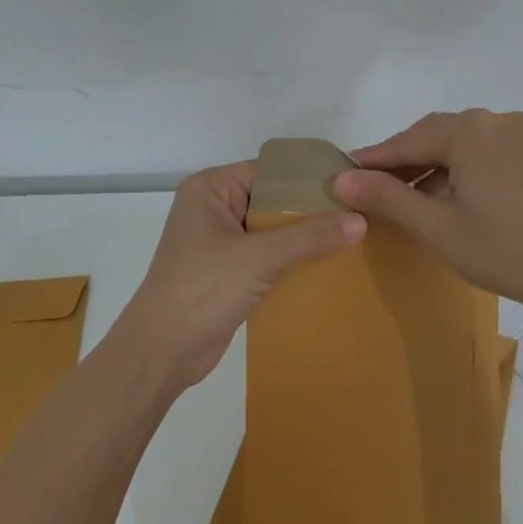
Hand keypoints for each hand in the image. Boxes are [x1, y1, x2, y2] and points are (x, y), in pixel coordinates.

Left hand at [115, 162, 365, 392]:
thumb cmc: (202, 289)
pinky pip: (268, 255)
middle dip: (312, 210)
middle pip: (273, 199)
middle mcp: (214, 207)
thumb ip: (310, 236)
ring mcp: (220, 241)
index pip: (270, 171)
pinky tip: (329, 265)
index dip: (310, 179)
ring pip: (272, 230)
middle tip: (361, 213)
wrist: (161, 352)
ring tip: (354, 238)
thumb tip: (361, 220)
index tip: (353, 186)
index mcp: (211, 188)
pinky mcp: (227, 271)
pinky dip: (292, 260)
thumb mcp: (259, 257)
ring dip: (305, 238)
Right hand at [331, 110, 522, 319]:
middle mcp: (494, 120)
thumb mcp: (435, 225)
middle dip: (401, 161)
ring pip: (456, 143)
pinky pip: (479, 150)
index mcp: (471, 130)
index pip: (408, 141)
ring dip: (428, 165)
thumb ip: (386, 197)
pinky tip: (439, 193)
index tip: (342, 173)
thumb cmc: (500, 250)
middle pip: (433, 136)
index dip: (374, 160)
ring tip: (399, 195)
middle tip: (368, 187)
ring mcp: (516, 134)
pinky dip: (455, 168)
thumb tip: (340, 180)